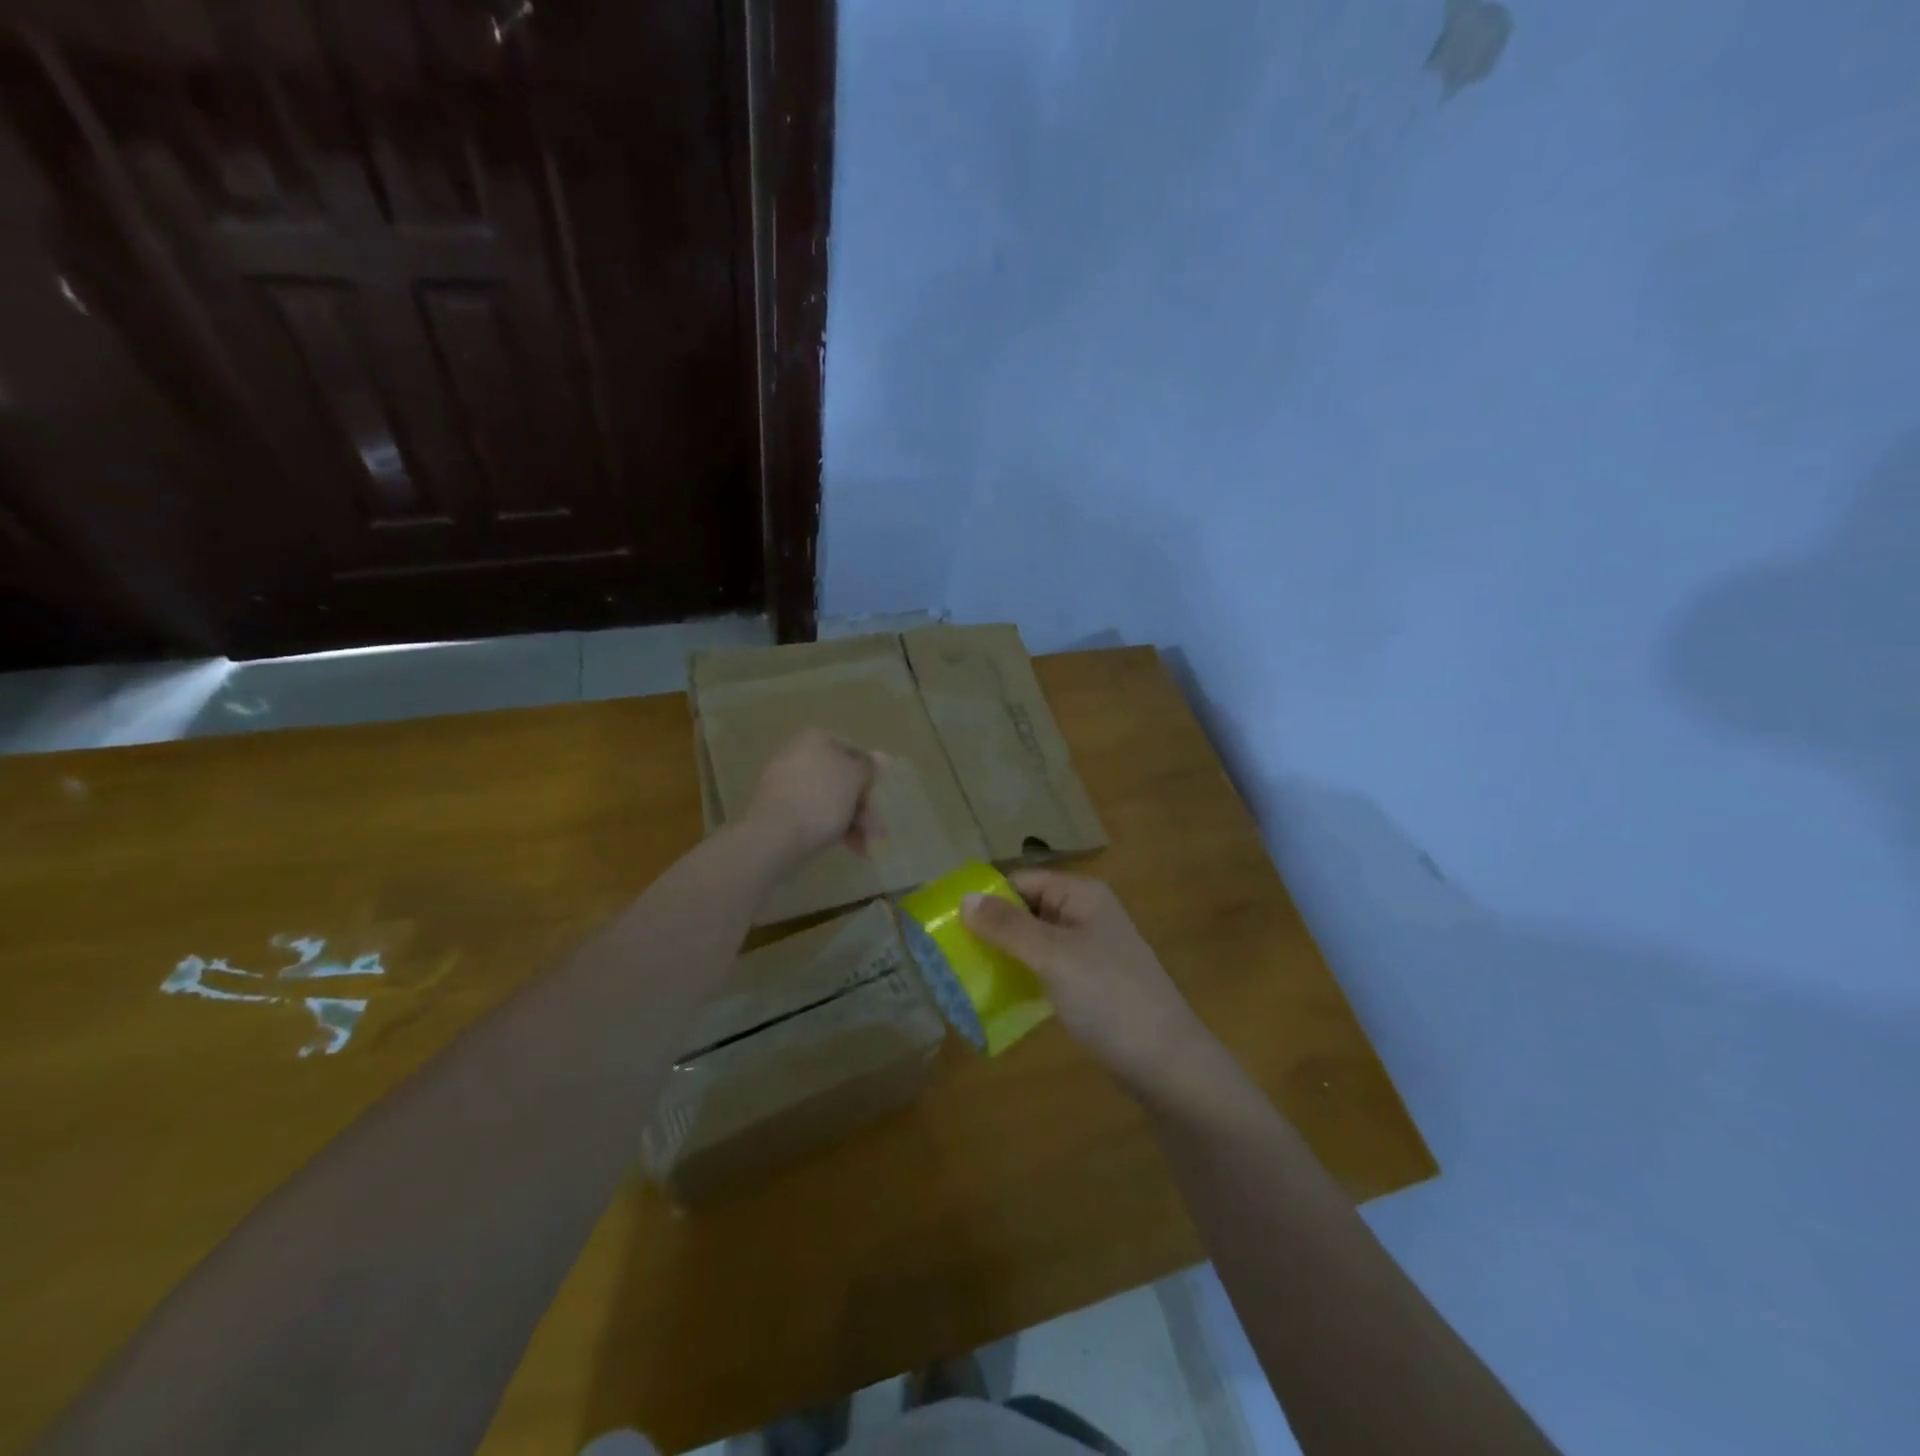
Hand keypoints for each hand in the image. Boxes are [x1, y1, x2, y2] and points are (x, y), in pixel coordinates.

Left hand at [745, 730, 883, 861]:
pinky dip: (830, 827)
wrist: (775, 835)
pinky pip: (811, 812)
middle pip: (841, 779)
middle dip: (861, 806)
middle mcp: (797, 754)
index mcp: (816, 739)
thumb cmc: (822, 799)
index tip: (880, 800)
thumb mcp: (855, 778)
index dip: (871, 776)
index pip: (854, 752)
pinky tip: (847, 847)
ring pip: (828, 799)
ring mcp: (784, 781)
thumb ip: (869, 767)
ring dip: (851, 821)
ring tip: (863, 847)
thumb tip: (877, 759)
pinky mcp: (776, 808)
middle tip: (875, 830)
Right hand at [962, 870, 1216, 1093]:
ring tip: (964, 973)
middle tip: (949, 951)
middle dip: (991, 928)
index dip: (987, 896)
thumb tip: (965, 898)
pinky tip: (997, 995)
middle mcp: (1085, 914)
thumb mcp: (1053, 956)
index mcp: (1082, 895)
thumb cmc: (1108, 997)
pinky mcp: (1089, 983)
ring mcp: (1089, 950)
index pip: (1022, 881)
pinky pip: (1046, 968)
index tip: (947, 919)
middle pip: (1027, 909)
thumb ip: (1007, 926)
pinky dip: (1022, 976)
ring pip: (1034, 942)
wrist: (1166, 1063)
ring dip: (1004, 954)